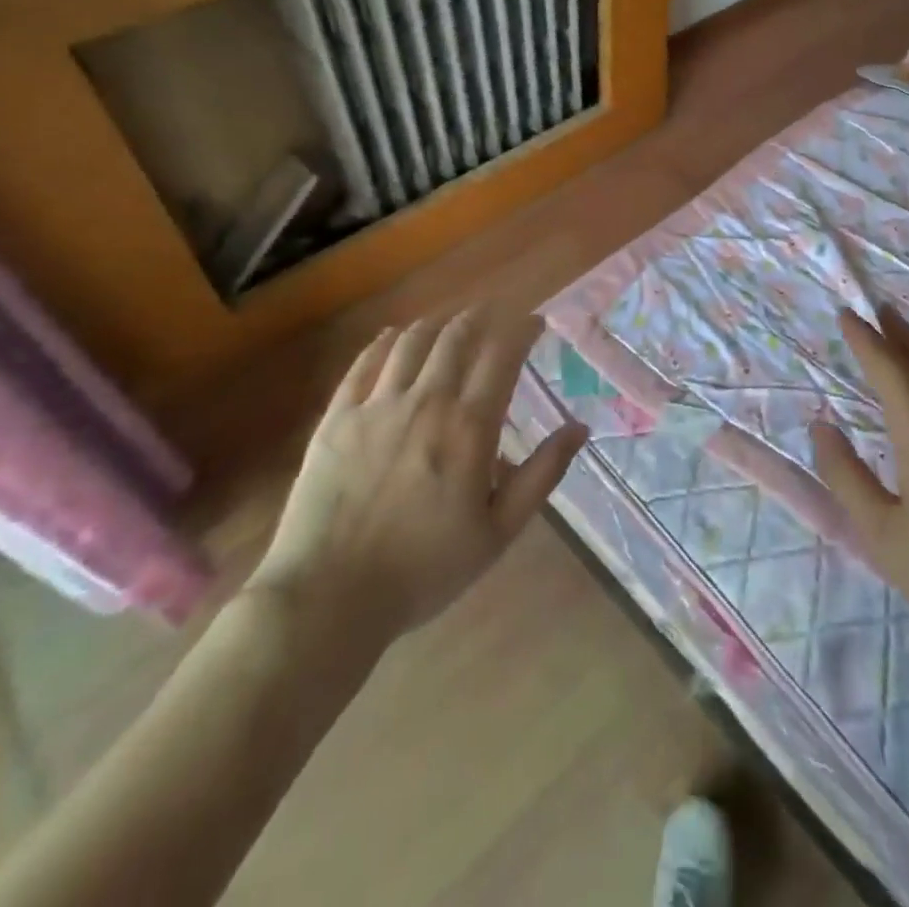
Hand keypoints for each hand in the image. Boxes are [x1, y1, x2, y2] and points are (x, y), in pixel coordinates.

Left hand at [247, 307, 587, 670]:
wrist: (329, 597)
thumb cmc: (425, 568)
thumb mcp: (499, 531)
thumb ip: (542, 474)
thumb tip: (579, 428)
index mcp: (469, 426)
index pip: (502, 355)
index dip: (522, 329)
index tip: (535, 322)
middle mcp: (426, 401)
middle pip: (456, 337)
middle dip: (481, 315)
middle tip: (494, 311)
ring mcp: (376, 406)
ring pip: (411, 342)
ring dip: (436, 322)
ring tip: (449, 319)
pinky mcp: (337, 418)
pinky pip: (363, 364)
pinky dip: (384, 342)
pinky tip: (393, 336)